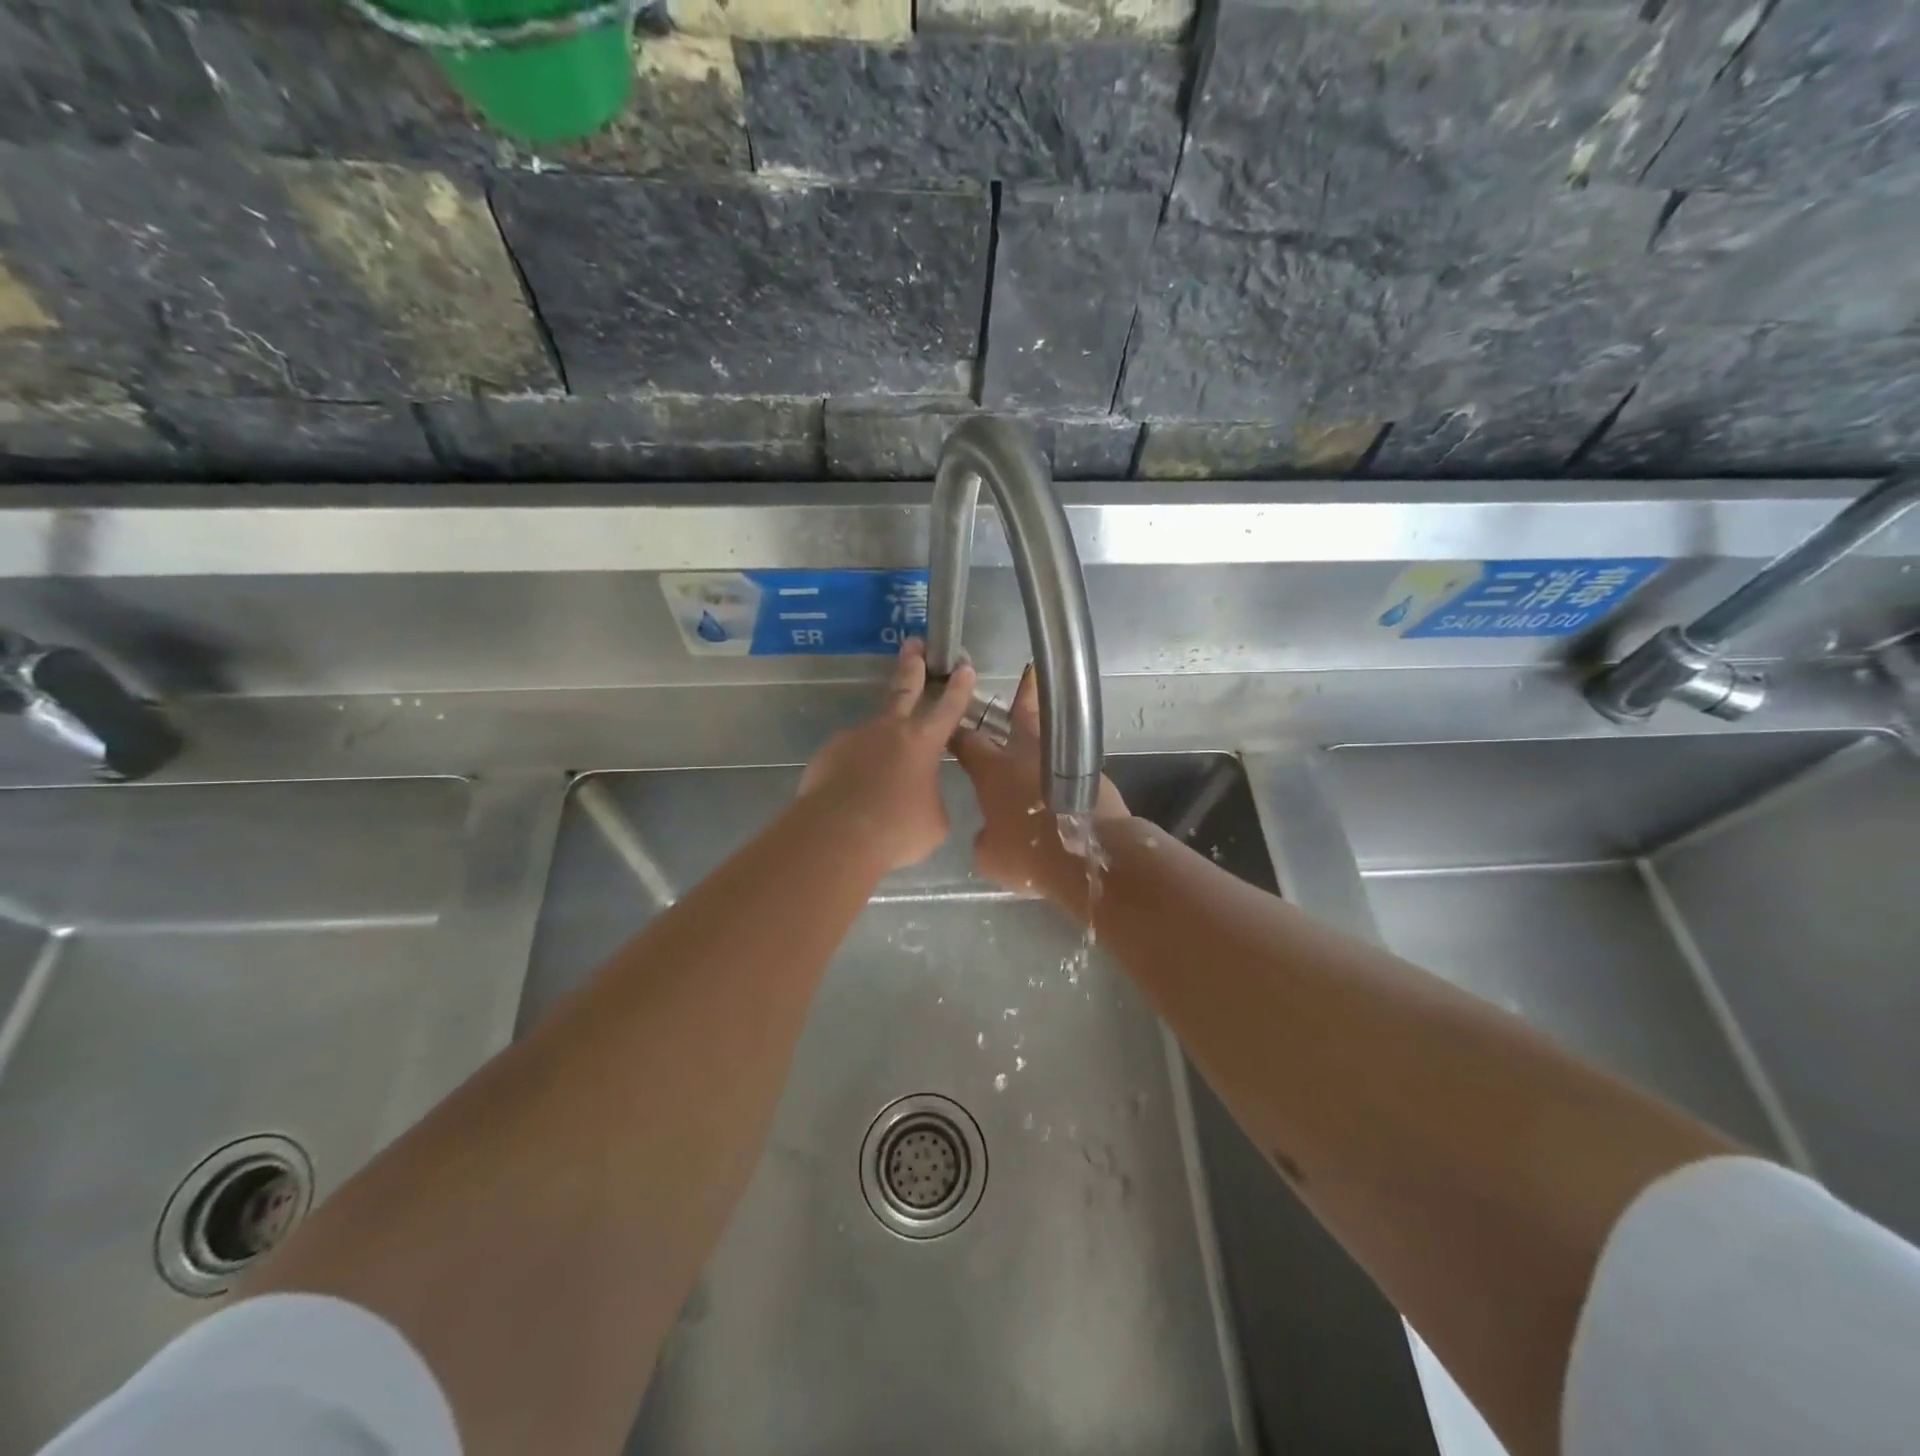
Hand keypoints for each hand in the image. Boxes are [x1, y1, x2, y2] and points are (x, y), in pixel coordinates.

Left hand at [798, 638, 977, 873]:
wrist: (838, 835)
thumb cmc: (897, 829)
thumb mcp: (934, 821)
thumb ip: (932, 799)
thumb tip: (922, 797)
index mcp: (924, 742)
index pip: (948, 707)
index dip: (959, 687)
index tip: (963, 665)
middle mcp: (890, 730)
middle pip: (904, 689)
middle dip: (912, 665)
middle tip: (914, 644)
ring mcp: (855, 738)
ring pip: (873, 733)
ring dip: (879, 746)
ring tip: (879, 777)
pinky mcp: (828, 754)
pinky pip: (848, 758)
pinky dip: (855, 770)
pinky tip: (854, 793)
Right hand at [951, 667, 1129, 911]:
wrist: (1090, 857)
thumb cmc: (1030, 856)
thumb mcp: (990, 856)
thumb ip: (985, 836)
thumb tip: (992, 831)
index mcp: (993, 771)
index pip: (968, 742)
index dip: (957, 734)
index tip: (952, 726)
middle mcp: (1026, 756)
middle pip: (1021, 715)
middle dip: (1021, 696)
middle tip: (1027, 674)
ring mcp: (1063, 760)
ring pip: (1053, 734)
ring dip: (1048, 724)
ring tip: (1052, 711)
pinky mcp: (1092, 774)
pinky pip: (1072, 762)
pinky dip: (1066, 763)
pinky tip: (1066, 773)